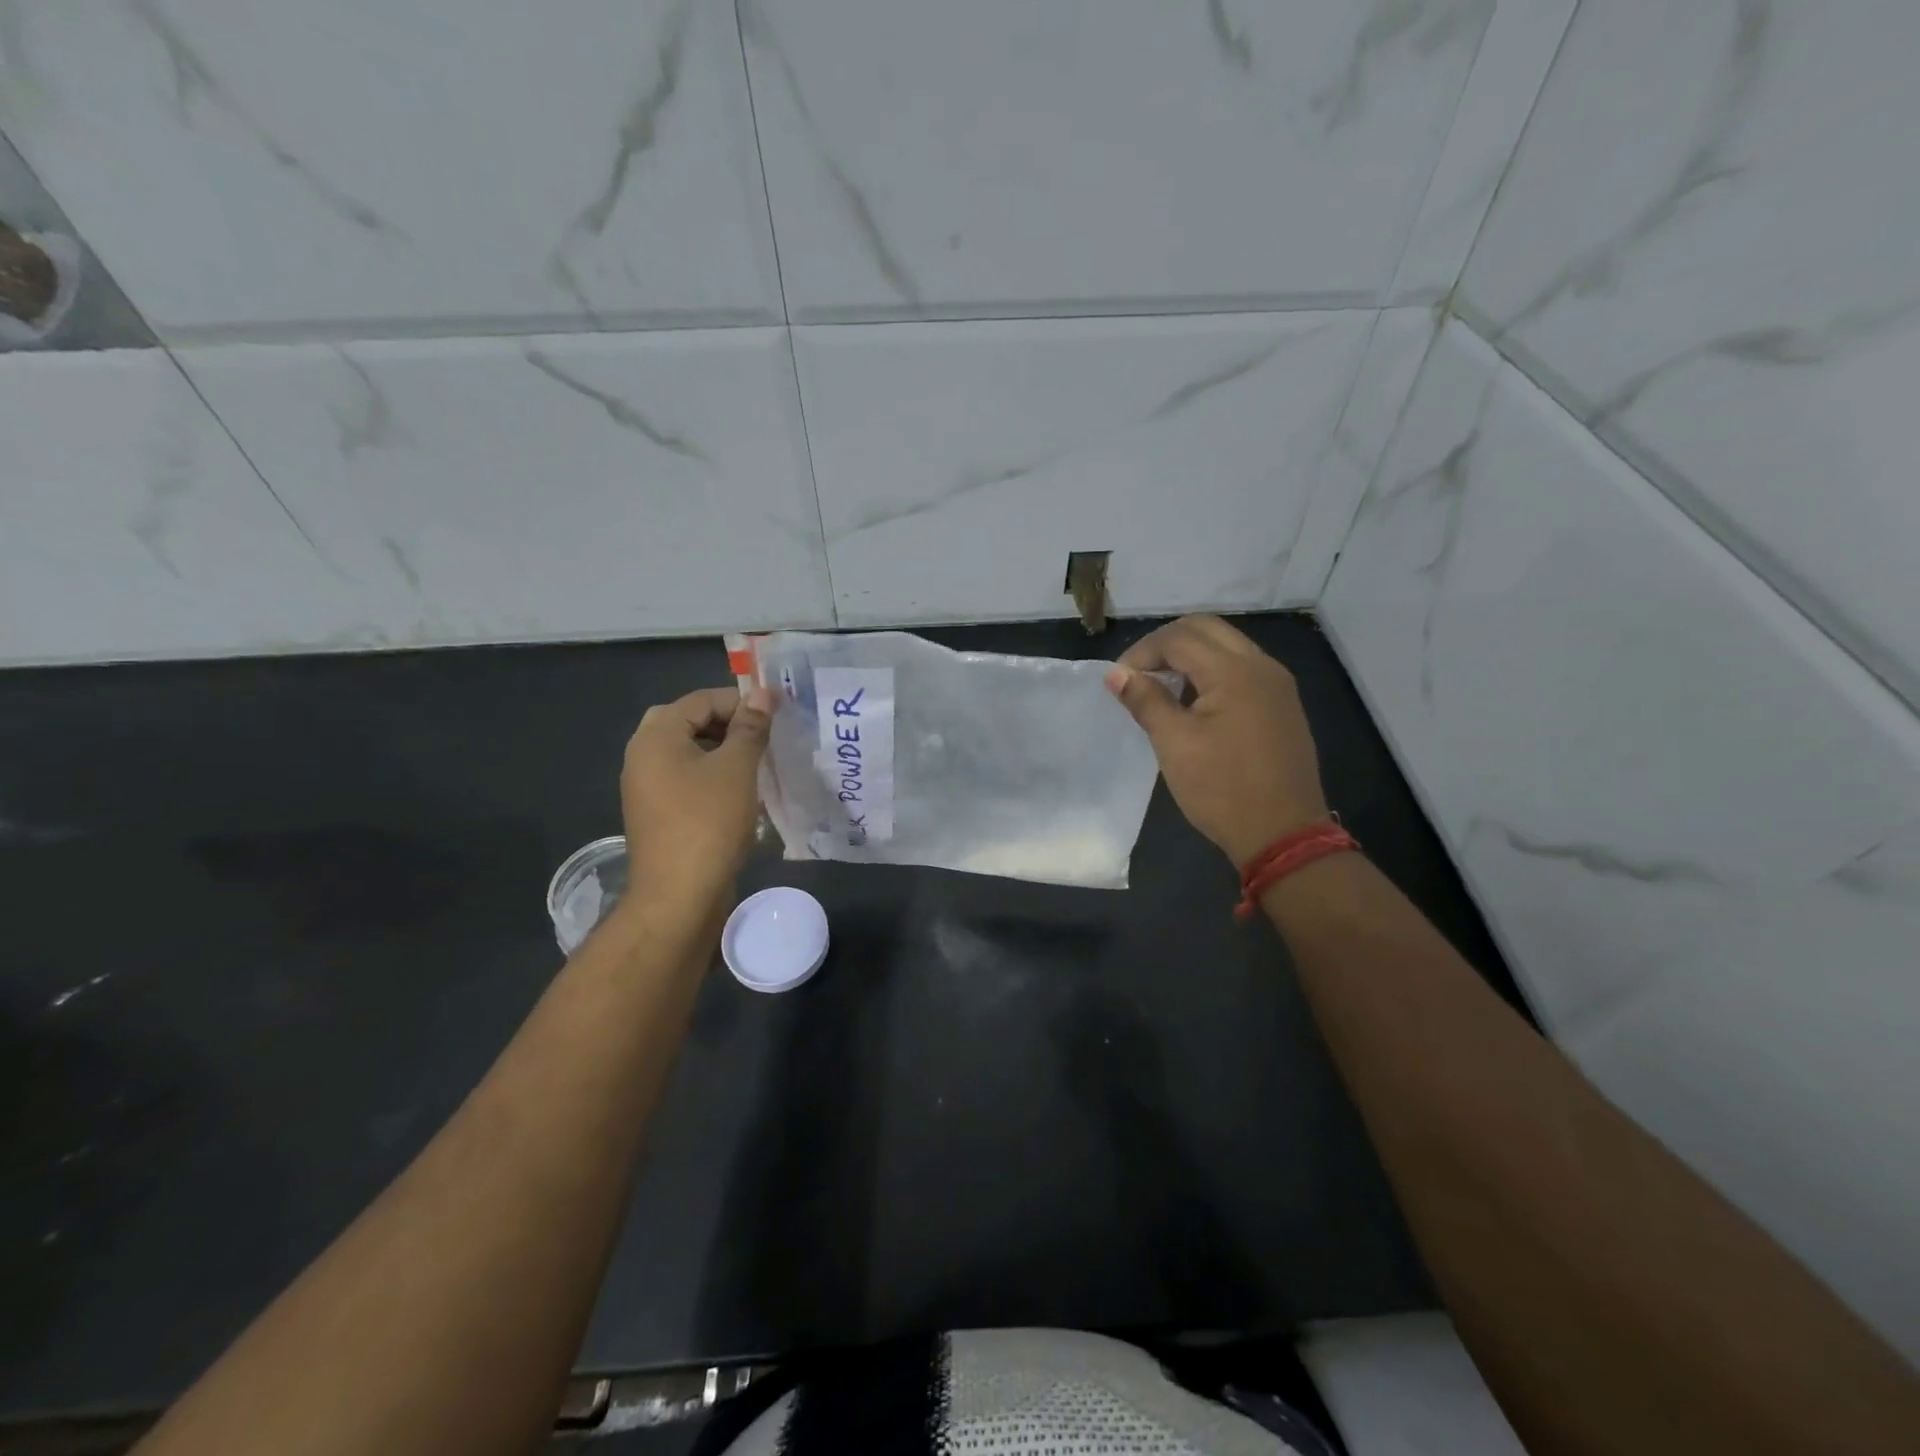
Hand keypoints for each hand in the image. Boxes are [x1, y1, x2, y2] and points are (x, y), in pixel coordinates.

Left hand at [620, 685, 775, 911]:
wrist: (679, 896)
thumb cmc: (709, 822)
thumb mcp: (737, 768)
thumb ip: (750, 727)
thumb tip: (761, 693)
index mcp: (655, 737)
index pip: (701, 700)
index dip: (740, 701)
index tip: (776, 714)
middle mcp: (642, 756)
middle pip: (689, 722)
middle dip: (729, 725)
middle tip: (764, 736)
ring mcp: (646, 787)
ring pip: (688, 752)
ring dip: (723, 751)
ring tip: (759, 762)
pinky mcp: (657, 813)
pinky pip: (686, 779)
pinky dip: (712, 776)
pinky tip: (741, 792)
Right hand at [1105, 615, 1328, 867]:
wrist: (1284, 835)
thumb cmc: (1222, 789)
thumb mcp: (1174, 744)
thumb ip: (1145, 700)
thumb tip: (1116, 674)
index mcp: (1234, 672)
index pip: (1179, 639)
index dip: (1142, 652)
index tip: (1118, 680)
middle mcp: (1261, 666)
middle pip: (1206, 629)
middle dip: (1166, 643)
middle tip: (1138, 673)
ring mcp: (1278, 685)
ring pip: (1227, 646)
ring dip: (1190, 655)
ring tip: (1161, 686)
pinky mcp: (1282, 705)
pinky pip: (1242, 668)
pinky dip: (1212, 671)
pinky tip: (1194, 702)